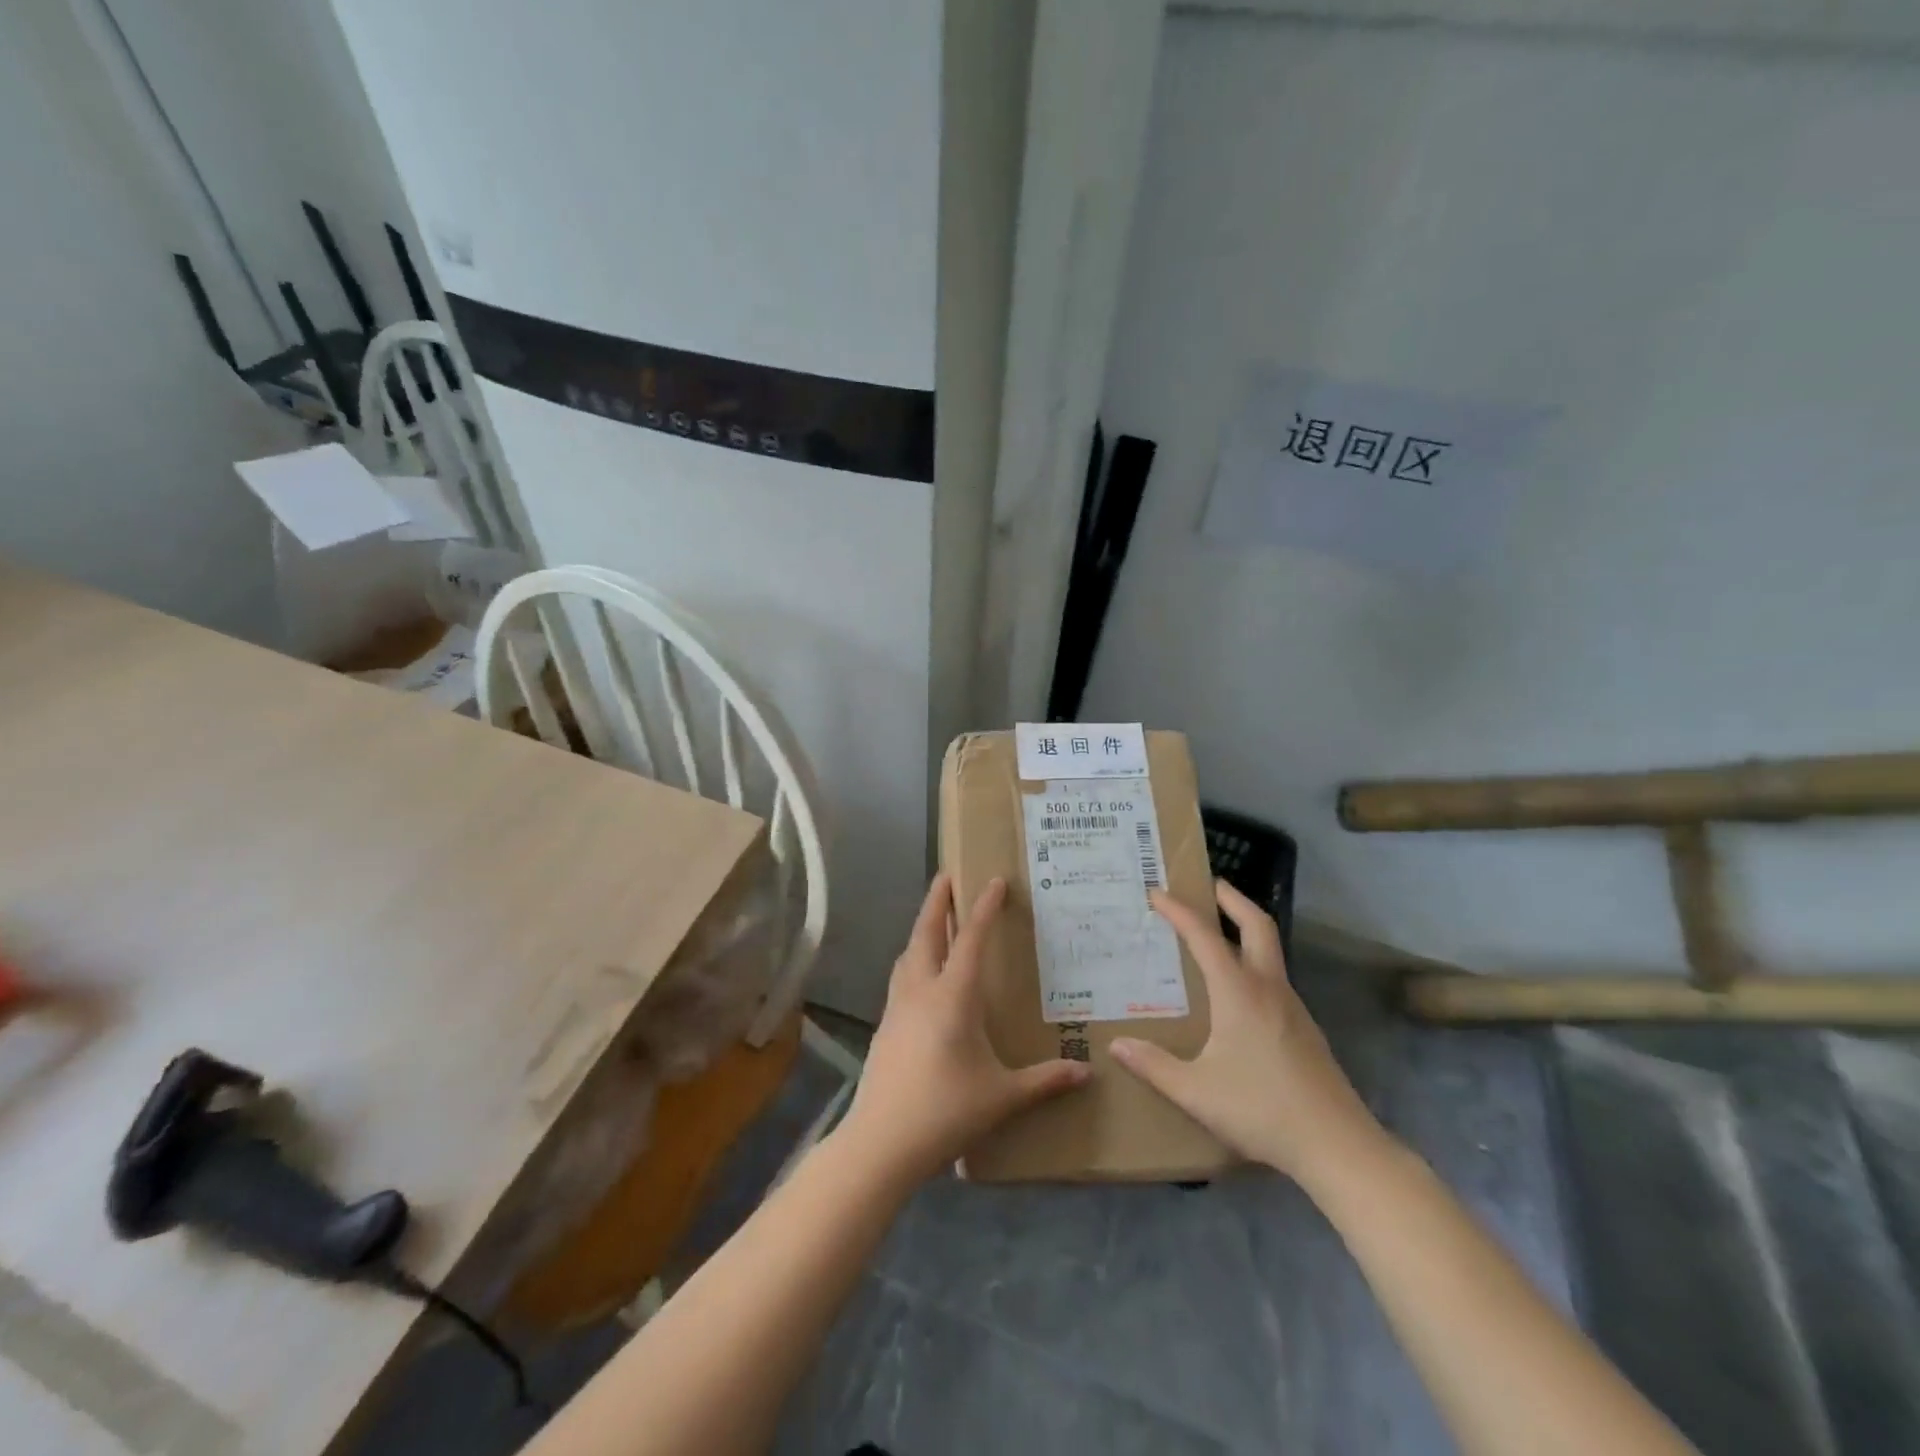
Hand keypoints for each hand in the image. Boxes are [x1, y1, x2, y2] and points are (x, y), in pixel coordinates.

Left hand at [838, 874, 1089, 1184]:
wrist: (882, 1142)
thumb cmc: (946, 1111)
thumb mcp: (1002, 1097)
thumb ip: (1045, 1081)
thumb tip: (1087, 1073)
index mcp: (952, 997)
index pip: (970, 939)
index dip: (984, 907)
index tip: (993, 880)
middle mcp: (921, 990)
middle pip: (926, 932)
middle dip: (937, 901)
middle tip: (947, 876)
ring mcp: (897, 1006)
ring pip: (908, 953)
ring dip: (921, 928)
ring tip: (934, 919)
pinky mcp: (885, 1025)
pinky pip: (901, 977)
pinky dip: (913, 959)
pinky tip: (921, 975)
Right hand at [1109, 881, 1386, 1186]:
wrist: (1338, 1146)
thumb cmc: (1262, 1110)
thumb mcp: (1196, 1092)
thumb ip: (1154, 1066)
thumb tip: (1116, 1045)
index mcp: (1239, 992)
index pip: (1204, 936)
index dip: (1179, 911)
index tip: (1157, 892)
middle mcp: (1268, 988)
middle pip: (1257, 925)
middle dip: (1232, 899)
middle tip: (1210, 884)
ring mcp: (1292, 1007)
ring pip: (1271, 950)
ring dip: (1246, 929)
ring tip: (1218, 933)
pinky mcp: (1305, 1028)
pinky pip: (1275, 978)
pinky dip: (1254, 962)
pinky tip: (1239, 990)